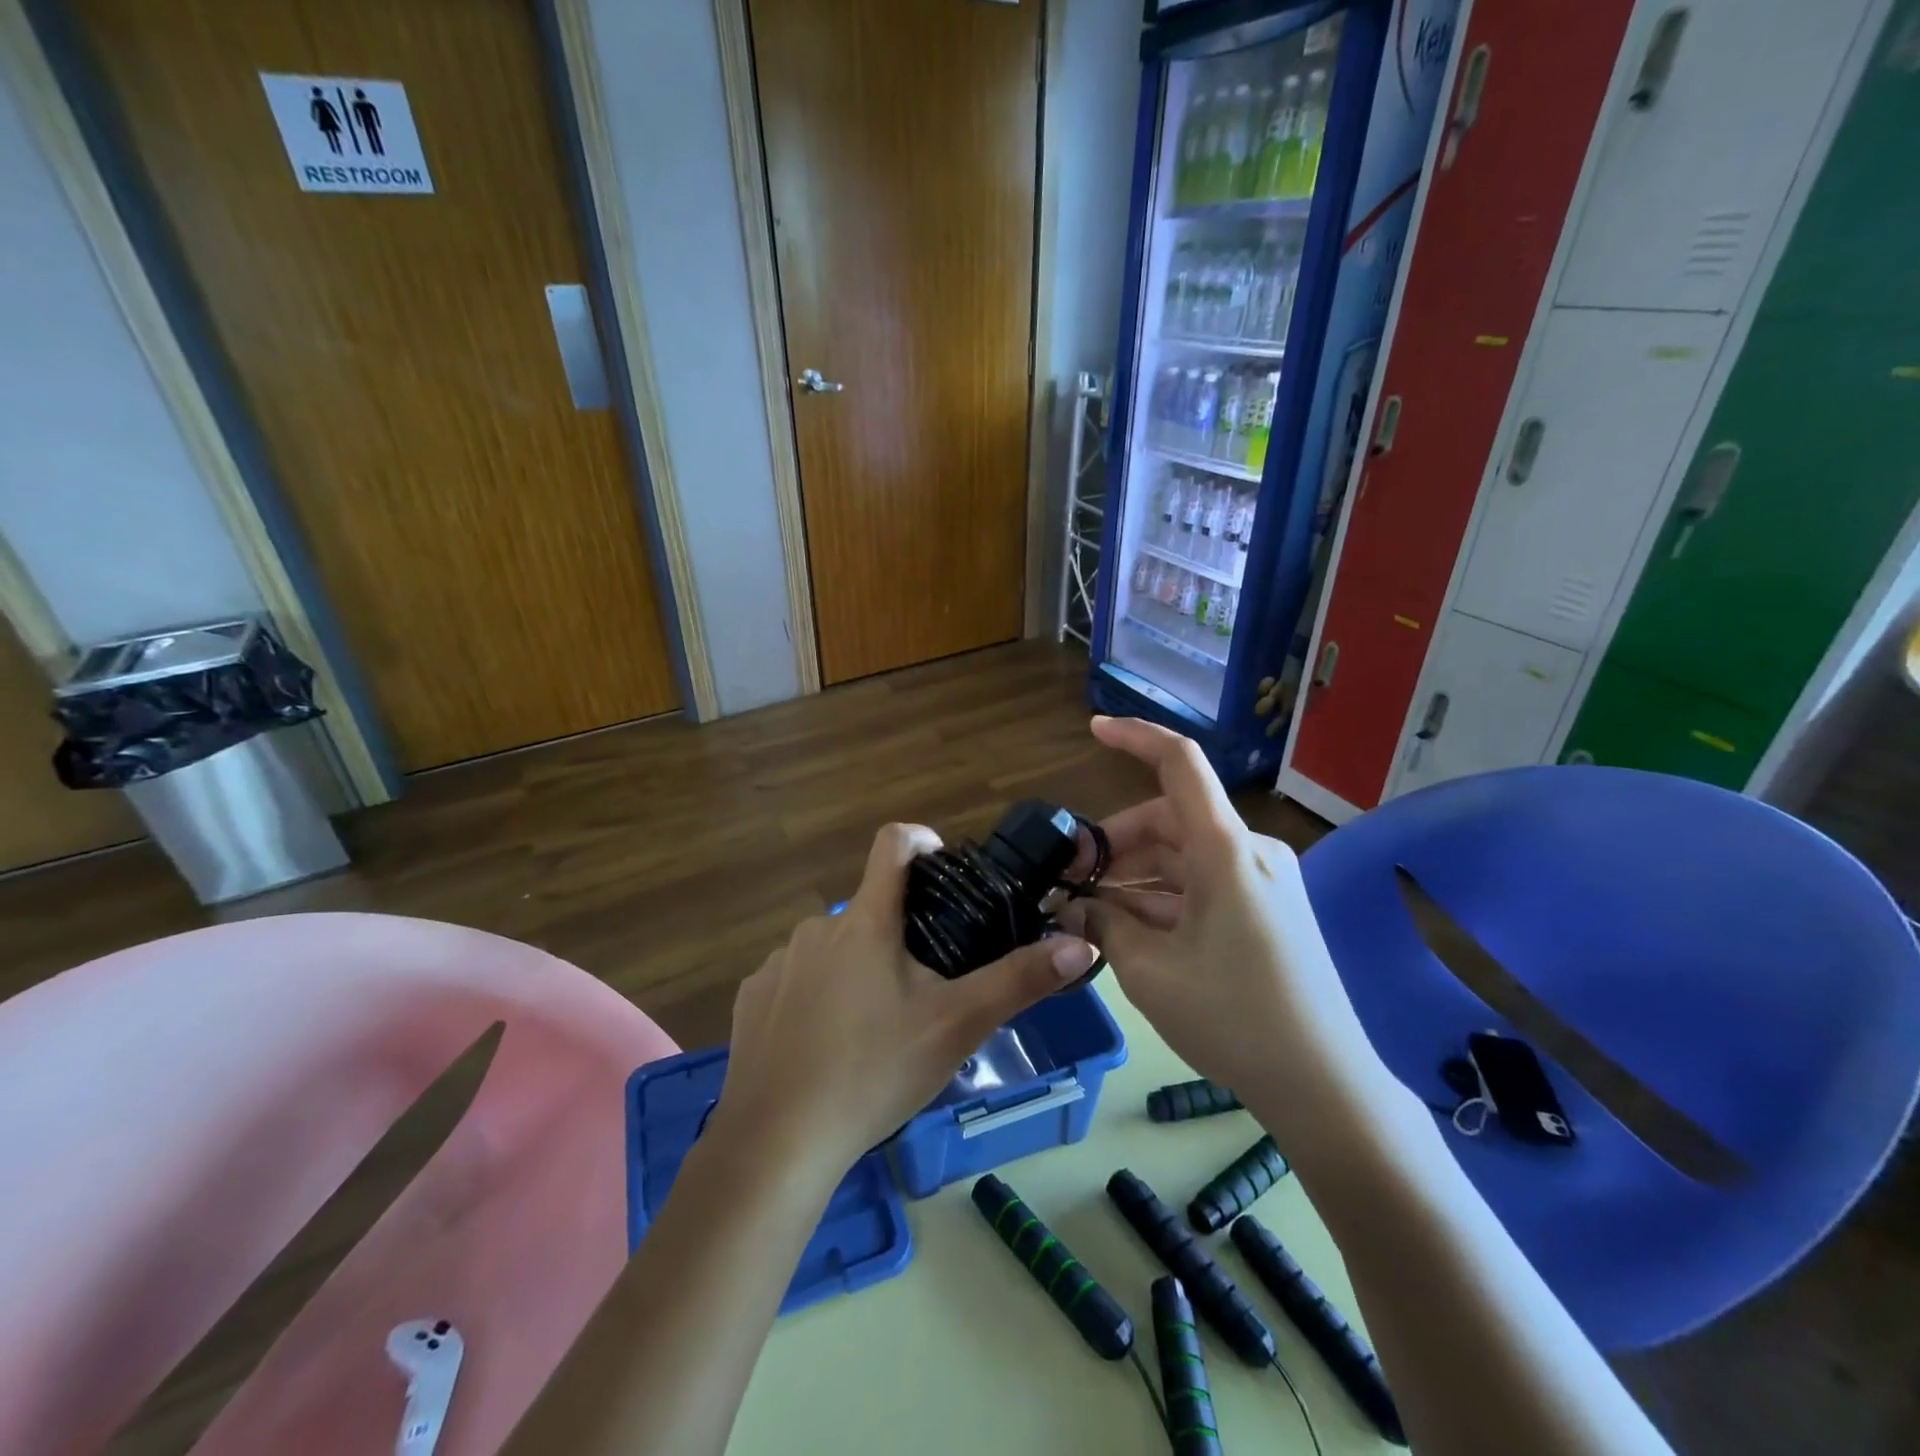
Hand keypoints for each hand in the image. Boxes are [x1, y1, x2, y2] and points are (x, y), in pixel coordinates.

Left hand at [713, 823, 1098, 1180]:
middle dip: (900, 934)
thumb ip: (1019, 980)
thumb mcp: (957, 1026)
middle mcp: (817, 927)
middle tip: (925, 988)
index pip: (893, 843)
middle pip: (870, 908)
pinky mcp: (751, 997)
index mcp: (866, 921)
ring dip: (858, 967)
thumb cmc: (874, 1072)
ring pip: (833, 947)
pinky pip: (796, 979)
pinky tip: (826, 1046)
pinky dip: (817, 996)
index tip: (944, 868)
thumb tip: (1081, 944)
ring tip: (877, 1026)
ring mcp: (778, 962)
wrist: (776, 1143)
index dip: (922, 841)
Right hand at [1057, 717, 1383, 1111]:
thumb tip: (1071, 907)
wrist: (1325, 1087)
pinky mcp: (1268, 909)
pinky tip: (1126, 926)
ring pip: (1182, 856)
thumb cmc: (1233, 1018)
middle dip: (1114, 843)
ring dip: (1133, 875)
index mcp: (1225, 850)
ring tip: (1087, 909)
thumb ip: (1102, 926)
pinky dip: (1162, 896)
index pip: (1180, 763)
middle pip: (1169, 819)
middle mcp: (1249, 852)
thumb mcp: (1149, 972)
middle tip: (1068, 879)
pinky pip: (1203, 884)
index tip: (1093, 729)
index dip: (1136, 736)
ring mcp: (1263, 881)